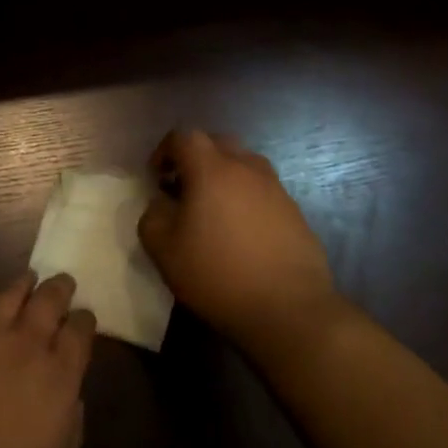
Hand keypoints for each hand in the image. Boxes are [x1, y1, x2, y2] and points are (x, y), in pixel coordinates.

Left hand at [0, 273, 94, 447]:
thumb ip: (71, 423)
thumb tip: (70, 396)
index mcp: (59, 375)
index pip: (80, 331)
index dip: (85, 321)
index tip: (85, 318)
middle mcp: (26, 345)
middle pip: (48, 300)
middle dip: (59, 288)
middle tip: (63, 283)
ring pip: (8, 294)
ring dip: (21, 283)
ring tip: (27, 278)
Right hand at [139, 129, 343, 354]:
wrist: (289, 310)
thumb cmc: (218, 274)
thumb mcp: (163, 249)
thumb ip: (152, 216)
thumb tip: (162, 203)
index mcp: (212, 169)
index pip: (184, 136)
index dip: (165, 151)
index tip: (157, 177)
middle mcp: (246, 168)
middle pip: (218, 143)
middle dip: (196, 158)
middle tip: (183, 188)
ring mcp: (276, 189)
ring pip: (244, 165)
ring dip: (224, 177)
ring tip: (214, 211)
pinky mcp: (295, 213)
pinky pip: (263, 192)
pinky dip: (246, 200)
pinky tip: (241, 233)